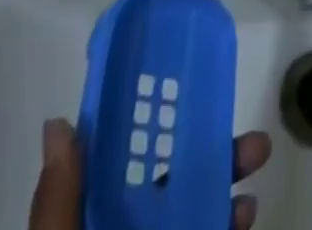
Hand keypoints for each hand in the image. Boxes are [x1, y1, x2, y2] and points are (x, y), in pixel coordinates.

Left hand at [31, 118, 272, 229]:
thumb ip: (57, 203)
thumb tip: (59, 122)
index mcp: (90, 226)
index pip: (118, 171)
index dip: (148, 132)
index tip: (185, 95)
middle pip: (167, 190)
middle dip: (209, 159)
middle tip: (251, 141)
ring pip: (192, 216)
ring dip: (225, 189)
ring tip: (254, 165)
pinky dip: (228, 229)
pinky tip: (246, 217)